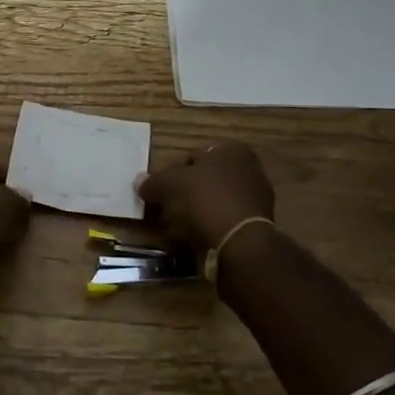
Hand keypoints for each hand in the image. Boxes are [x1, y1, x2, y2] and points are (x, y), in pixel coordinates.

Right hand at [136, 143, 274, 251]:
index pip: (192, 157)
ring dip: (192, 213)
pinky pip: (222, 222)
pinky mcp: (255, 226)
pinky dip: (206, 227)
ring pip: (211, 202)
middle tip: (162, 209)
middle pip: (203, 180)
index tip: (156, 190)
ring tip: (173, 227)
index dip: (169, 173)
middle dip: (181, 194)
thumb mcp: (170, 184)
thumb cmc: (206, 200)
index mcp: (232, 150)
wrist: (239, 243)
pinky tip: (191, 238)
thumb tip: (138, 181)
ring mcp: (255, 199)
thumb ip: (153, 181)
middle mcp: (249, 170)